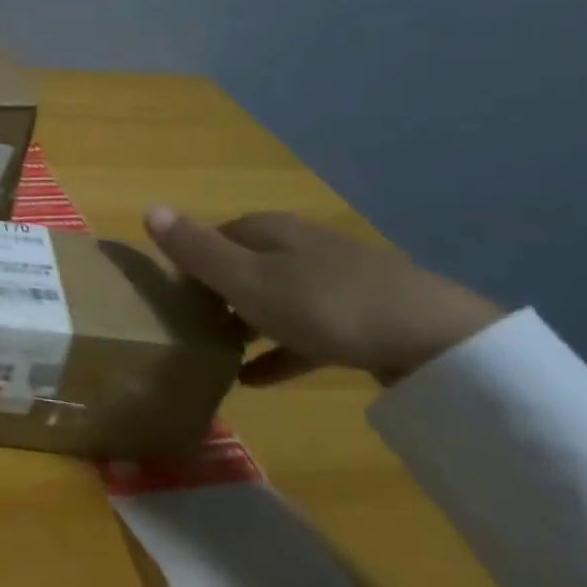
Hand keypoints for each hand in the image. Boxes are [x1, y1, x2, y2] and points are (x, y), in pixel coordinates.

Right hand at [145, 207, 501, 385]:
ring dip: (243, 323)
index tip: (164, 298)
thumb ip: (197, 250)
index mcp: (268, 230)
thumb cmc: (325, 304)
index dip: (186, 264)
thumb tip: (148, 207)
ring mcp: (333, 280)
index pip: (212, 237)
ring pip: (273, 297)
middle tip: (185, 329)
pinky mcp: (360, 317)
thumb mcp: (248, 280)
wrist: (438, 340)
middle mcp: (298, 246)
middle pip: (243, 265)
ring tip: (212, 353)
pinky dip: (278, 350)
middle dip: (213, 293)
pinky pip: (304, 331)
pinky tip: (256, 379)